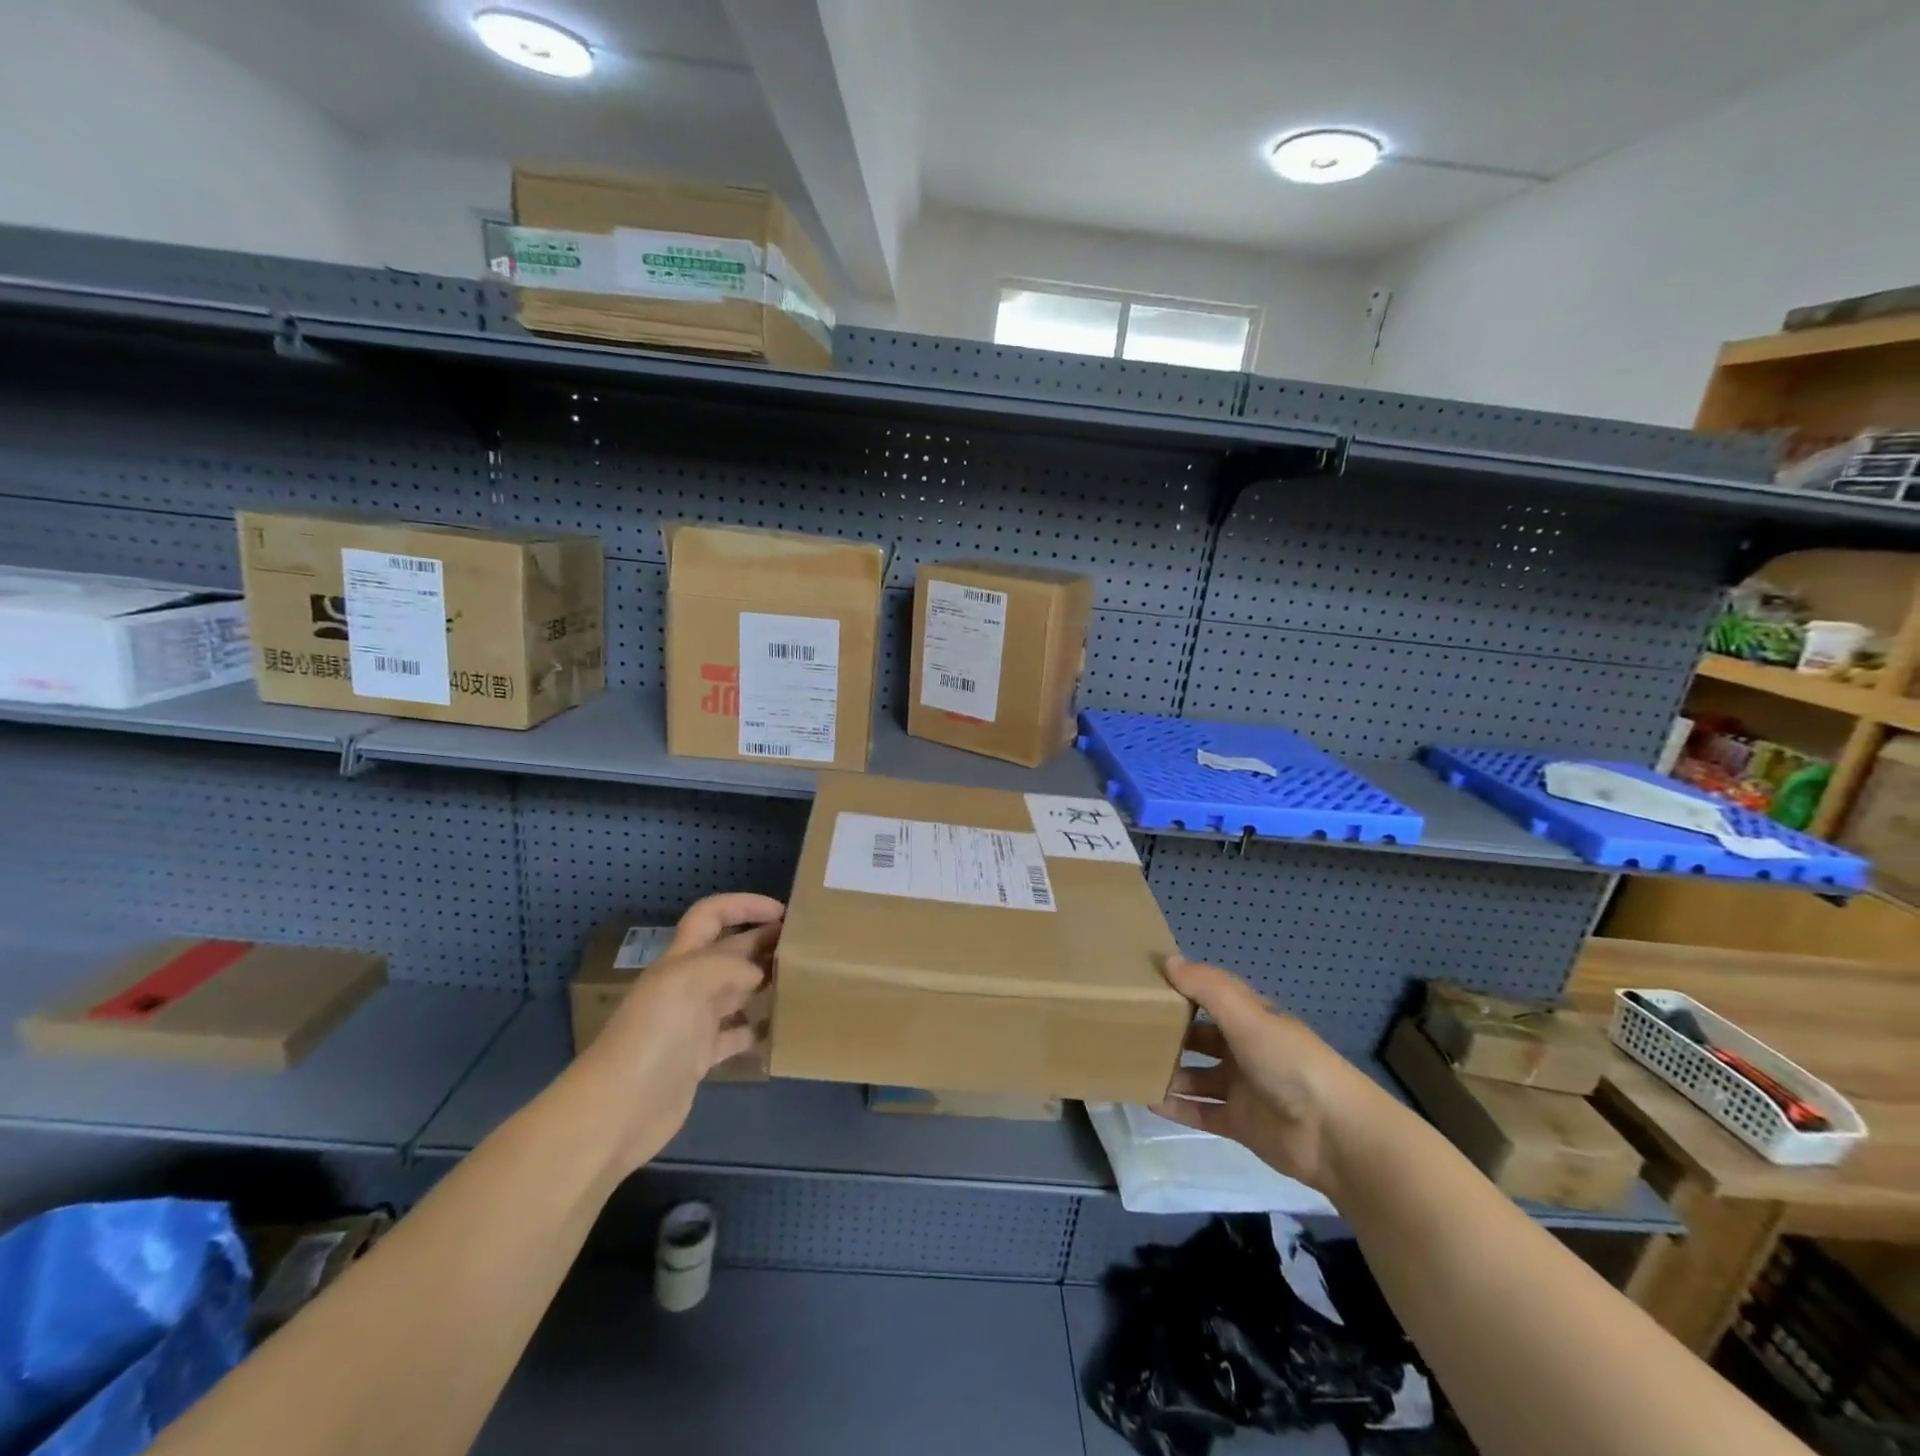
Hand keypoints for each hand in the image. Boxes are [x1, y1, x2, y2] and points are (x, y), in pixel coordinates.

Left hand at [568, 892, 783, 1175]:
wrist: (620, 1109)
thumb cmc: (654, 1034)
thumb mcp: (689, 980)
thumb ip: (730, 965)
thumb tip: (759, 974)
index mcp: (681, 959)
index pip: (711, 915)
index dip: (744, 905)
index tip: (782, 911)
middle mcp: (687, 985)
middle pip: (730, 952)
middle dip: (763, 941)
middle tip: (805, 946)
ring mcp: (693, 1023)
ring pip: (737, 992)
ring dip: (765, 983)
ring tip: (802, 982)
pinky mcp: (699, 1058)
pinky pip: (737, 1036)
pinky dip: (759, 1030)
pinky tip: (783, 1029)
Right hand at [1149, 955, 1387, 1196]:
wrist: (1336, 1135)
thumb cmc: (1290, 1063)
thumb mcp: (1248, 1016)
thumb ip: (1207, 988)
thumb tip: (1167, 961)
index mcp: (1251, 1019)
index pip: (1210, 997)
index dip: (1181, 989)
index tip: (1143, 985)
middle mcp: (1244, 1049)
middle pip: (1200, 1037)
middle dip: (1170, 1033)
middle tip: (1128, 1029)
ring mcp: (1242, 1088)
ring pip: (1197, 1076)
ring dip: (1169, 1072)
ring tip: (1132, 1066)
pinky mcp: (1240, 1123)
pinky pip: (1201, 1112)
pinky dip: (1177, 1107)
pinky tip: (1148, 1100)